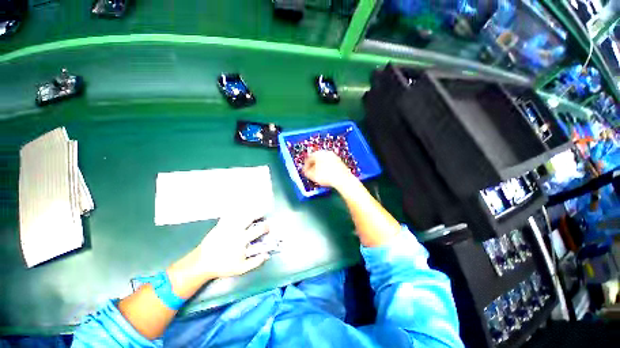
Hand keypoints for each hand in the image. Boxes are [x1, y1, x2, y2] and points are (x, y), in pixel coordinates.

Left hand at [196, 216, 269, 279]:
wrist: (202, 263)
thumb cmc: (223, 266)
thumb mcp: (241, 268)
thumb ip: (255, 262)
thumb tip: (267, 255)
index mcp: (243, 239)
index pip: (258, 229)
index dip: (266, 227)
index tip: (269, 227)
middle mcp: (236, 230)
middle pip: (250, 217)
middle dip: (258, 214)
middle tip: (262, 214)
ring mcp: (227, 226)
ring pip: (240, 214)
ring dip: (248, 212)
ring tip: (252, 212)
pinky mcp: (219, 225)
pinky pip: (228, 215)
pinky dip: (234, 212)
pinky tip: (237, 211)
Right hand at [303, 150, 354, 188]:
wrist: (342, 179)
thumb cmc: (327, 176)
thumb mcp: (313, 176)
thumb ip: (306, 172)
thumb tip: (305, 171)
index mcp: (319, 153)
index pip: (309, 158)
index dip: (306, 165)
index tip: (305, 171)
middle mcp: (326, 152)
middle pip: (317, 158)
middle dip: (313, 166)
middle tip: (311, 172)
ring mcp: (334, 156)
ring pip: (324, 161)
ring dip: (320, 167)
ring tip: (319, 175)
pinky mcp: (339, 161)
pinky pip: (330, 163)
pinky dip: (327, 168)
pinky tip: (327, 175)